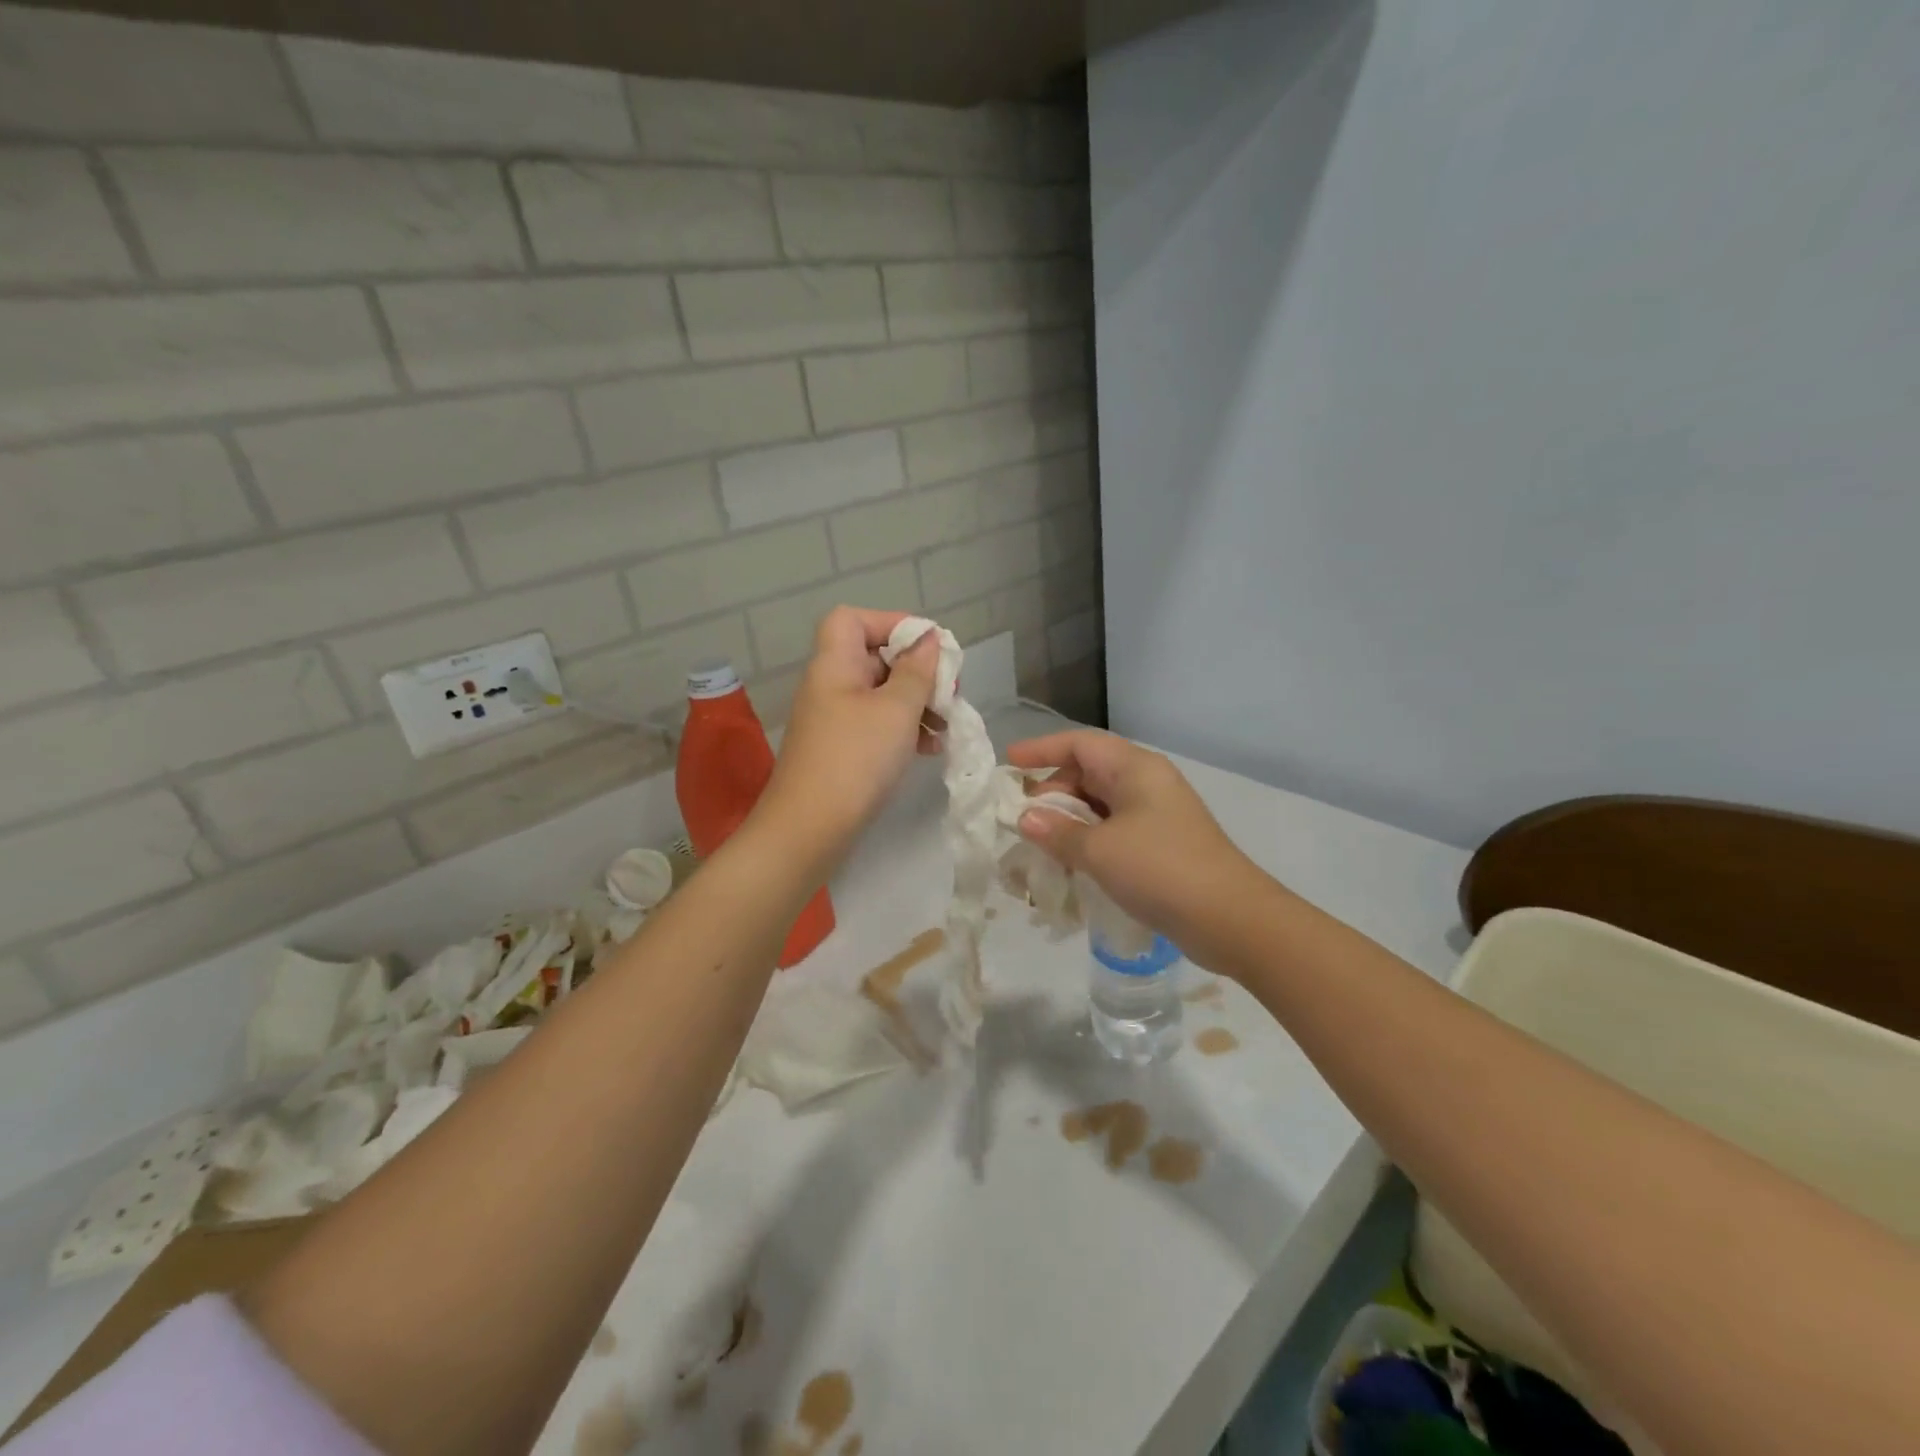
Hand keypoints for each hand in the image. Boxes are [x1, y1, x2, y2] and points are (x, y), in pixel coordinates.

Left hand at [758, 607, 942, 848]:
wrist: (809, 830)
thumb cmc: (856, 760)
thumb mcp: (896, 710)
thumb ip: (917, 671)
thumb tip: (928, 640)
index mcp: (834, 664)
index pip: (854, 619)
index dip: (892, 623)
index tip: (929, 648)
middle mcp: (830, 685)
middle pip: (874, 657)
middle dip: (916, 670)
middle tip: (949, 690)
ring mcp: (834, 720)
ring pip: (881, 694)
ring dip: (917, 703)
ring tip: (947, 723)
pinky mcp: (842, 750)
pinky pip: (877, 725)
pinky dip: (904, 729)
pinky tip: (931, 747)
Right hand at [1009, 730, 1261, 958]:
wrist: (1230, 919)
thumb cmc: (1160, 869)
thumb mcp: (1099, 850)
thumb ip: (1057, 831)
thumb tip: (1025, 818)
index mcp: (1135, 769)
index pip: (1080, 744)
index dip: (1041, 749)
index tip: (1009, 764)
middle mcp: (1146, 784)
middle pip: (1088, 773)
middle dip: (1051, 791)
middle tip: (1021, 817)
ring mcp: (1156, 816)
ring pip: (1100, 805)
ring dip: (1067, 821)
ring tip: (1038, 843)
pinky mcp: (1160, 846)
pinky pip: (1113, 831)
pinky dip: (1087, 841)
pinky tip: (1068, 864)